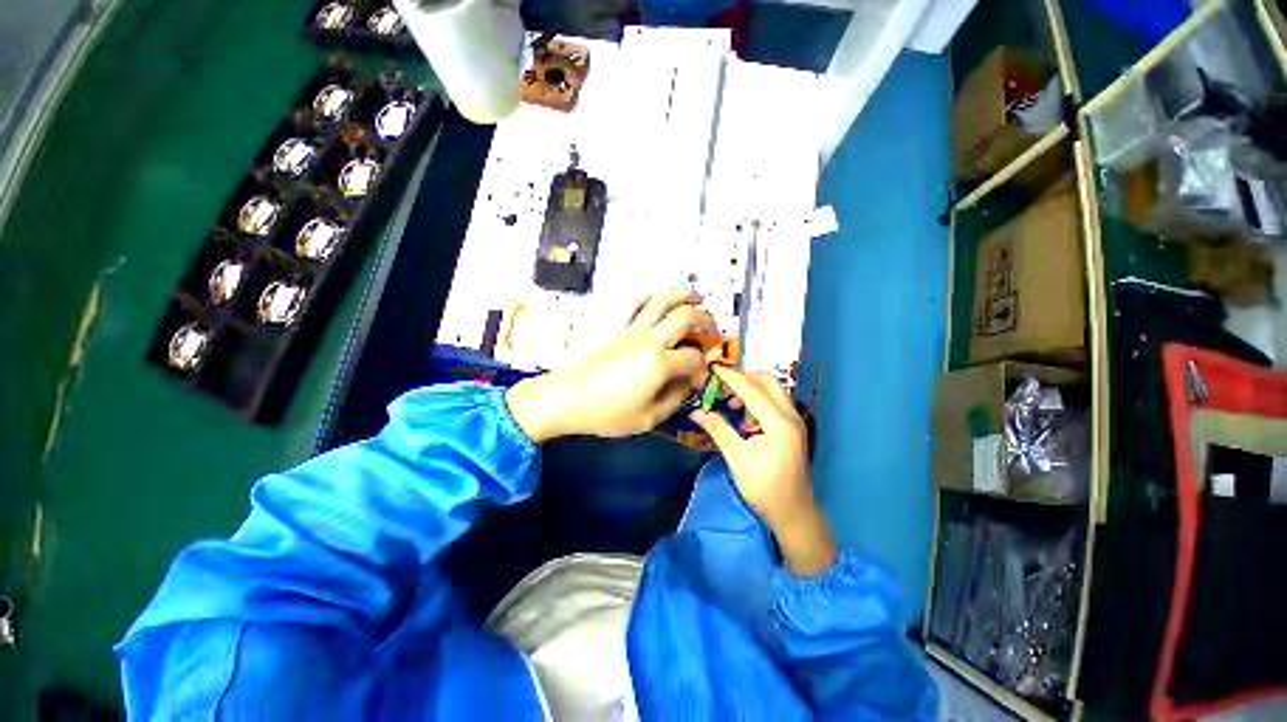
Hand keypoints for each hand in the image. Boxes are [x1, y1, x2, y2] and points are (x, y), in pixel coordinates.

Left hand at [506, 290, 715, 441]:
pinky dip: (648, 296)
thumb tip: (689, 383)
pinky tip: (655, 298)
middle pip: (686, 317)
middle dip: (705, 320)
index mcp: (660, 363)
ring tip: (697, 295)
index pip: (694, 358)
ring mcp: (631, 328)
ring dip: (683, 295)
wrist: (565, 398)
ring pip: (661, 301)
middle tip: (712, 328)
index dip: (703, 367)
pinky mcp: (614, 326)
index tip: (700, 377)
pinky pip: (633, 303)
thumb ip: (675, 399)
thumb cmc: (606, 413)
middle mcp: (650, 339)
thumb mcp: (647, 418)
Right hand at [690, 367, 835, 575]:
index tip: (713, 369)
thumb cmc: (763, 487)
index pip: (752, 390)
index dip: (731, 377)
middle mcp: (791, 416)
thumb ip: (718, 430)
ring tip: (730, 403)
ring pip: (773, 391)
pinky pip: (776, 403)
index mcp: (779, 423)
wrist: (793, 513)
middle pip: (767, 383)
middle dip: (744, 379)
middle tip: (722, 387)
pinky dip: (759, 400)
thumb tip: (696, 412)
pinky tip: (744, 415)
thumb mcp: (737, 458)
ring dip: (751, 389)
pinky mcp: (794, 429)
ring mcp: (795, 422)